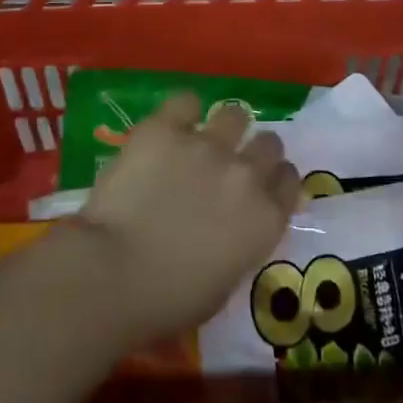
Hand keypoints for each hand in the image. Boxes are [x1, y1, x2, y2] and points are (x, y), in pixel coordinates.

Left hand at [75, 93, 300, 343]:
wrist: (112, 274)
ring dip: (224, 128)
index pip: (289, 182)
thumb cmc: (167, 300)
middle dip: (256, 151)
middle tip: (232, 165)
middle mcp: (245, 174)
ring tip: (202, 140)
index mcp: (264, 219)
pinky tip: (170, 126)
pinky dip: (182, 112)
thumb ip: (240, 245)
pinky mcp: (165, 129)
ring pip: (235, 115)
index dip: (276, 180)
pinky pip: (185, 102)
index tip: (262, 186)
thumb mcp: (223, 284)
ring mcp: (206, 145)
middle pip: (269, 144)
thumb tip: (234, 228)